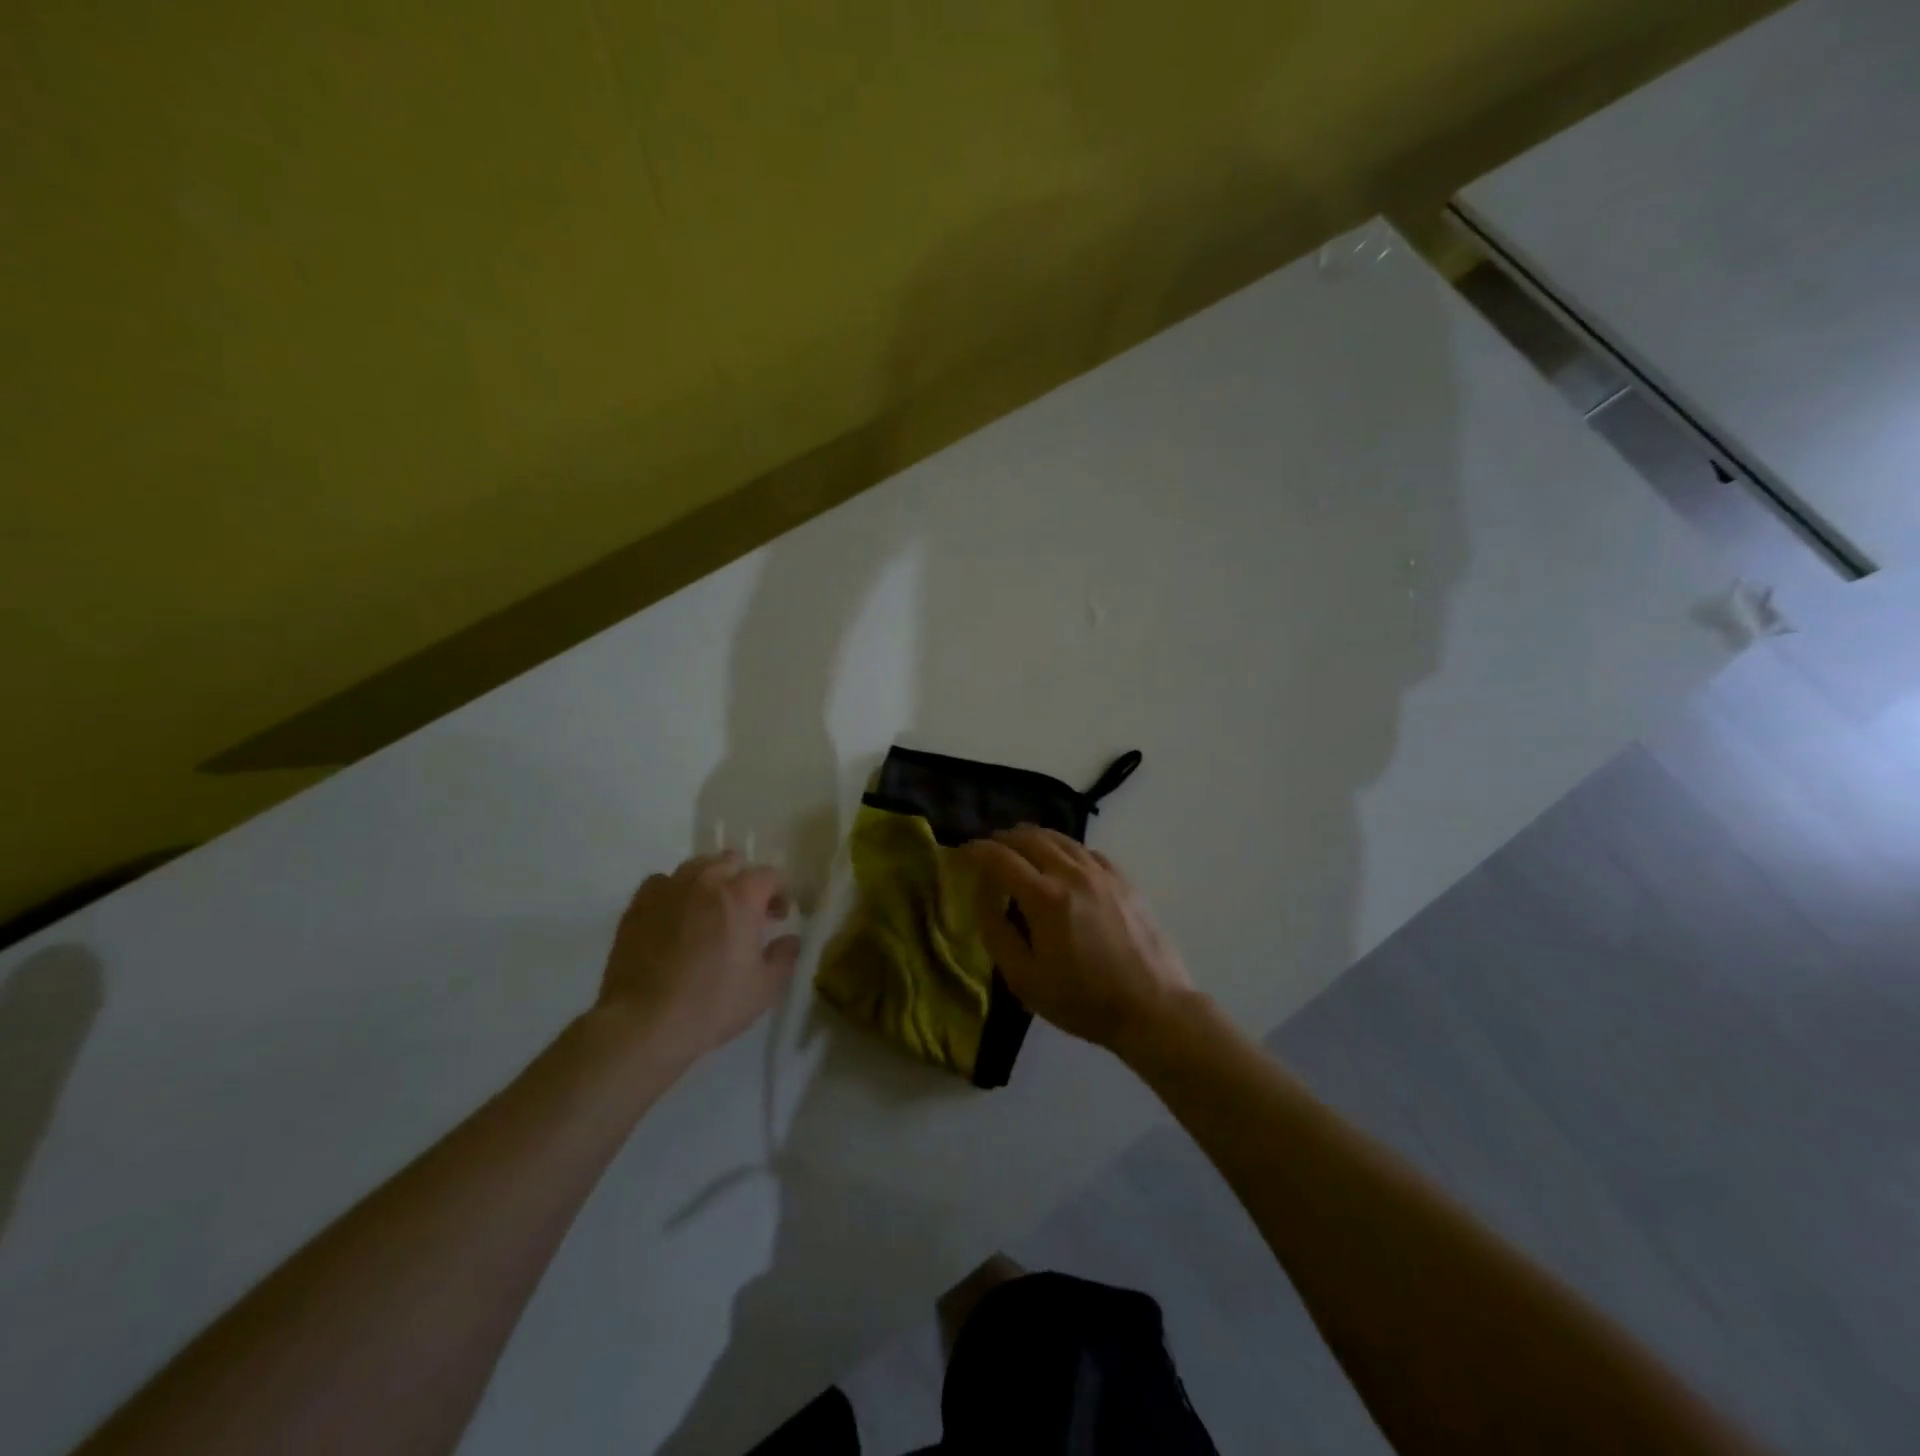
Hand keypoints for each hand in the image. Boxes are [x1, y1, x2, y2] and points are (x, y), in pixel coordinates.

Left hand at [599, 851, 802, 1059]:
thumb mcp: (764, 989)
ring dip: (710, 881)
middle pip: (731, 862)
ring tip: (709, 910)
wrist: (643, 1023)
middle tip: (746, 912)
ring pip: (696, 866)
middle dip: (744, 881)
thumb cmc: (711, 1005)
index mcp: (741, 897)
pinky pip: (662, 882)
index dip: (779, 893)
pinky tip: (675, 915)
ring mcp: (668, 890)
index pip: (769, 875)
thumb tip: (790, 939)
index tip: (777, 918)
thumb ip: (784, 957)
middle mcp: (705, 882)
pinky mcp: (638, 906)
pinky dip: (674, 891)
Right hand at [962, 827, 1193, 1057]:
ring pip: (1060, 838)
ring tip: (1019, 847)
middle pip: (1030, 838)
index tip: (962, 853)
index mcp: (1044, 897)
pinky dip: (1064, 848)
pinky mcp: (1123, 880)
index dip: (976, 850)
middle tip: (988, 850)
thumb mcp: (1024, 979)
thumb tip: (983, 895)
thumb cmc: (1082, 1001)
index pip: (1000, 857)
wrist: (1152, 1008)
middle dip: (1003, 839)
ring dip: (1033, 837)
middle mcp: (1072, 873)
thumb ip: (997, 931)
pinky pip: (1086, 850)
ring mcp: (1102, 873)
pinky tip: (1061, 861)